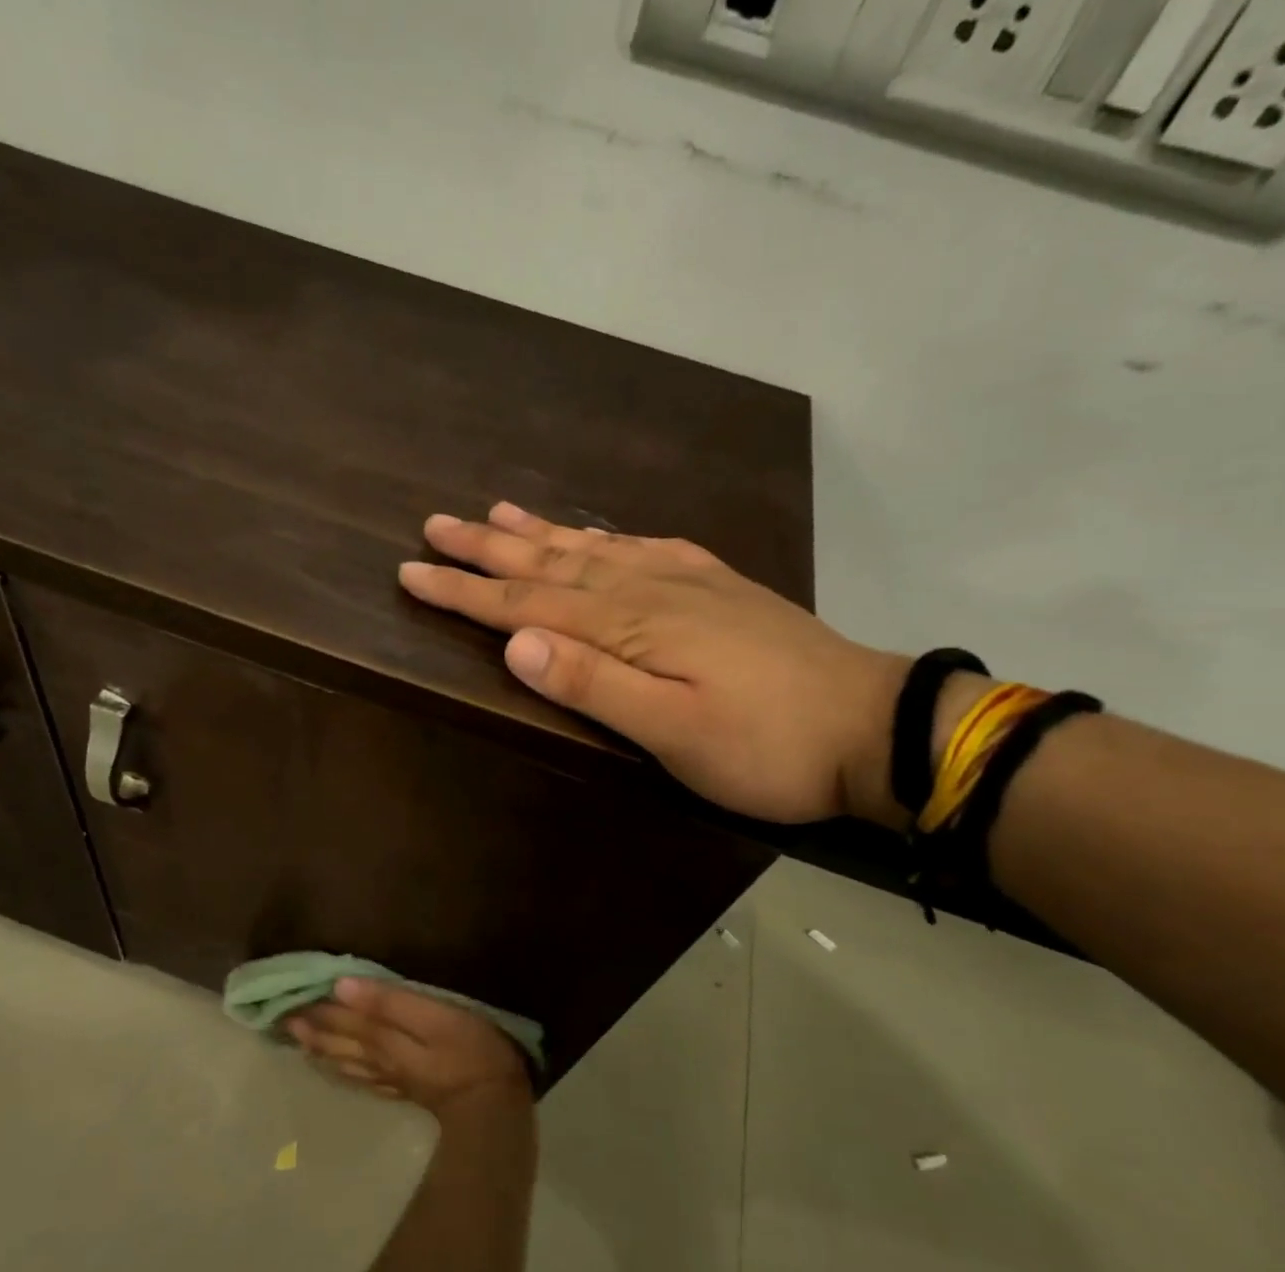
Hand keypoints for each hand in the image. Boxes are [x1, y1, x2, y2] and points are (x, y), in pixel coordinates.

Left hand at [287, 978, 531, 1119]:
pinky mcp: (404, 1088)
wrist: (494, 1103)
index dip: (315, 1006)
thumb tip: (341, 986)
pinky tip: (335, 1067)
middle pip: (337, 1040)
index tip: (285, 994)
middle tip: (279, 1016)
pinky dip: (340, 1069)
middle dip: (309, 1027)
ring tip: (296, 1039)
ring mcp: (390, 1076)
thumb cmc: (469, 1047)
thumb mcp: (433, 1016)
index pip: (341, 1016)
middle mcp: (378, 1057)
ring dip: (318, 1047)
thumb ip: (388, 1002)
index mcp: (382, 1036)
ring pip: (344, 1060)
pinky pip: (360, 1077)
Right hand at [398, 503, 908, 827]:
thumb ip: (592, 683)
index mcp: (629, 626)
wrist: (872, 726)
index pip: (526, 605)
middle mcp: (648, 590)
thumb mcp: (673, 732)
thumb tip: (516, 643)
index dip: (465, 592)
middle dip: (487, 548)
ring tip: (496, 512)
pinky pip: (645, 548)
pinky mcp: (717, 587)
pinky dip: (605, 536)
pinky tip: (596, 532)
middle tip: (436, 524)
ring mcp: (686, 582)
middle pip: (550, 564)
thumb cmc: (764, 745)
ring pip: (592, 548)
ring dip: (539, 533)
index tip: (412, 572)